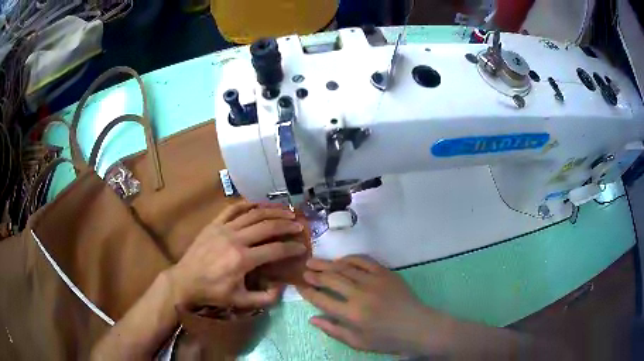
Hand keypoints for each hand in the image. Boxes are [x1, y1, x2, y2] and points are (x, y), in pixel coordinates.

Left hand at [168, 201, 306, 309]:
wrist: (185, 280)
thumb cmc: (213, 292)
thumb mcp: (240, 301)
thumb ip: (265, 298)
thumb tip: (281, 287)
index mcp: (243, 260)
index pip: (275, 250)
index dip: (292, 248)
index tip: (302, 247)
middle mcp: (235, 239)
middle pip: (267, 226)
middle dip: (286, 224)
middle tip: (299, 224)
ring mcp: (223, 228)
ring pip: (252, 214)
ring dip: (271, 211)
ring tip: (286, 210)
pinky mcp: (214, 224)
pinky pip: (233, 209)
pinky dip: (248, 204)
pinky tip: (258, 204)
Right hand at [299, 256, 452, 355]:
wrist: (417, 326)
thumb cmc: (386, 339)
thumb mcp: (357, 342)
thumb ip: (333, 330)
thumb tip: (312, 318)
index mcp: (351, 314)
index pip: (322, 300)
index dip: (308, 292)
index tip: (299, 286)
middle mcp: (359, 295)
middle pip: (331, 279)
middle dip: (314, 274)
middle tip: (304, 270)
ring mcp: (373, 281)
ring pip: (344, 267)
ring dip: (327, 263)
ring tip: (314, 261)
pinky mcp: (385, 273)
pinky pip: (364, 260)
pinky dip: (350, 258)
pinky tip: (340, 260)